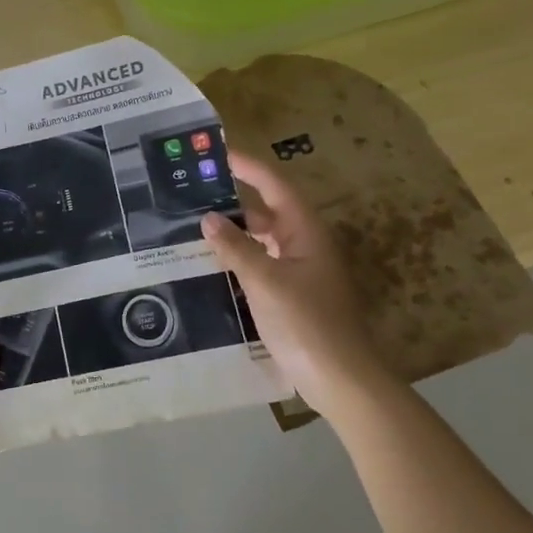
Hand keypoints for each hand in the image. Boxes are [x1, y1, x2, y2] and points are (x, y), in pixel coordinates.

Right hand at [202, 150, 386, 411]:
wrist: (340, 378)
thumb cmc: (306, 323)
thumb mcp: (265, 281)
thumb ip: (235, 247)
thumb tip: (208, 218)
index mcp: (306, 232)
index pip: (275, 185)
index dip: (248, 166)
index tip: (217, 153)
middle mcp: (305, 245)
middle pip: (267, 212)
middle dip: (232, 201)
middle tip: (193, 194)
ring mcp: (300, 272)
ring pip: (262, 241)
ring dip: (233, 233)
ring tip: (193, 227)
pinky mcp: (292, 295)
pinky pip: (261, 265)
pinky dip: (238, 260)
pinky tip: (211, 266)